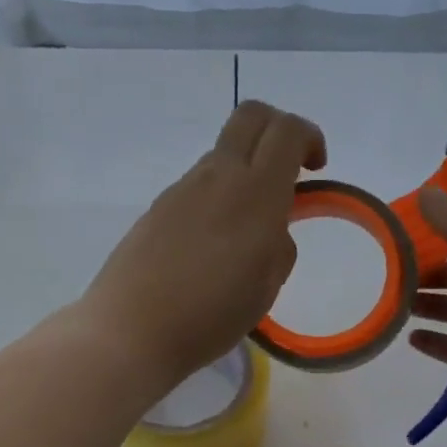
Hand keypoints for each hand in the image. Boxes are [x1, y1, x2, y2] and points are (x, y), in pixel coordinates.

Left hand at [82, 101, 326, 386]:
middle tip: (288, 170)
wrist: (131, 330)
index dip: (309, 137)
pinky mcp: (157, 208)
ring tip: (246, 229)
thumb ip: (278, 248)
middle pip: (250, 116)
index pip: (287, 131)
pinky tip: (210, 247)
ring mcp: (182, 189)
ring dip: (245, 170)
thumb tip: (271, 231)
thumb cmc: (211, 316)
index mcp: (256, 194)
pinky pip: (197, 186)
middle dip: (277, 129)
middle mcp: (218, 177)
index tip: (315, 169)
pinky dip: (216, 196)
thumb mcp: (265, 288)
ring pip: (222, 154)